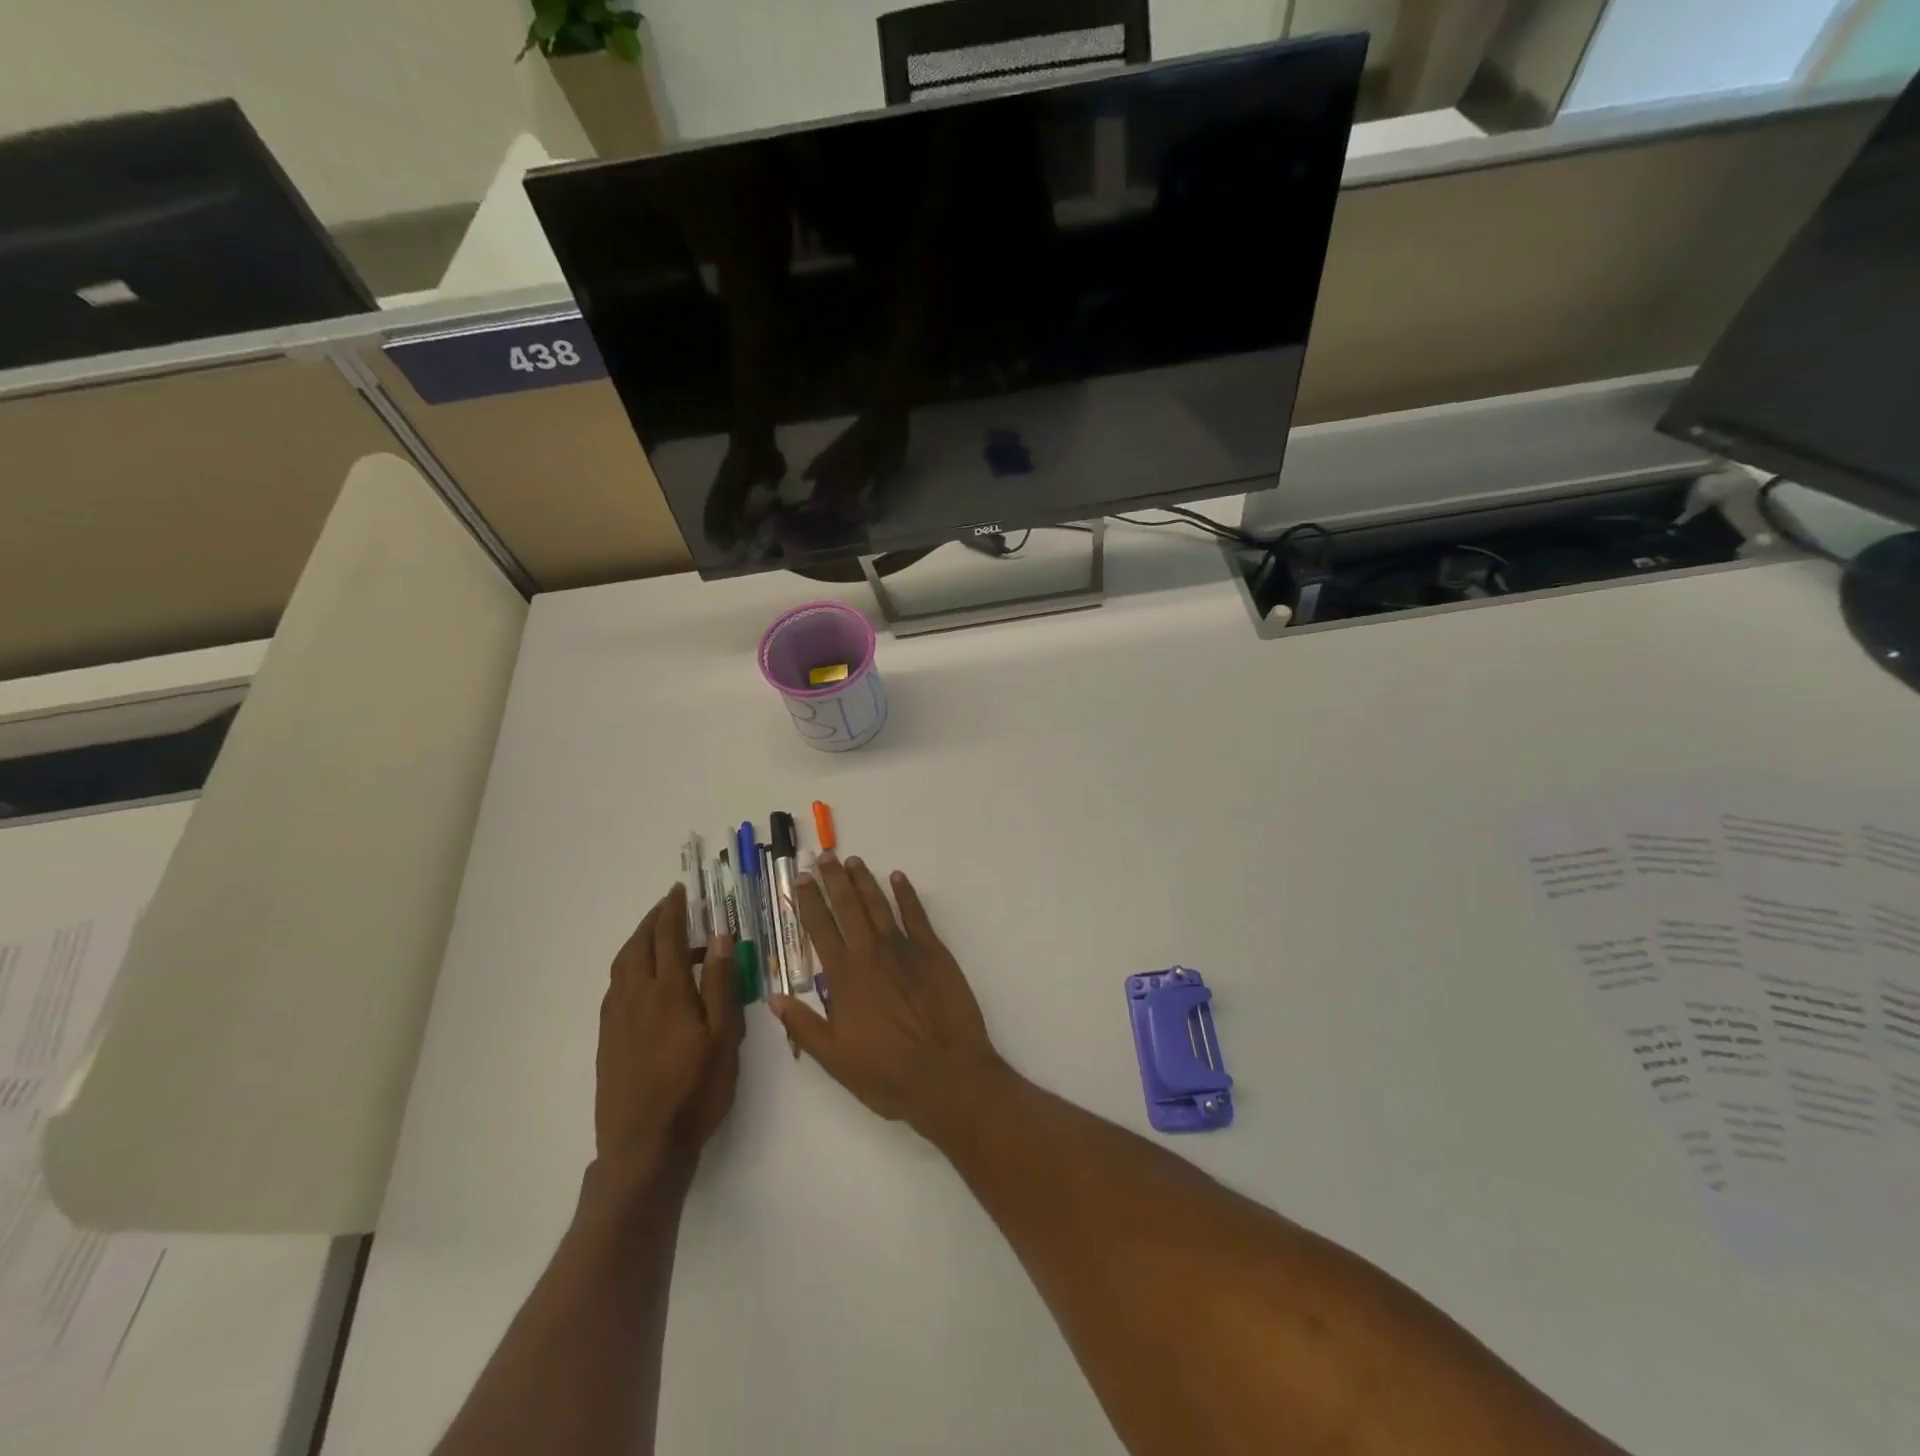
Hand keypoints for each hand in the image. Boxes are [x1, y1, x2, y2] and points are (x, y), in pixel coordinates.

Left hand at [595, 884, 744, 1184]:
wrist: (643, 1147)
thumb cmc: (695, 1090)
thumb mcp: (723, 1037)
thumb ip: (721, 984)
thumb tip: (719, 938)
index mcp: (668, 993)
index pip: (668, 938)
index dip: (673, 911)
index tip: (678, 891)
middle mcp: (635, 997)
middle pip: (638, 946)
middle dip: (652, 921)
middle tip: (668, 906)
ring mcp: (616, 1019)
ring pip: (622, 966)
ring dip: (638, 942)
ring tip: (657, 936)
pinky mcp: (607, 1040)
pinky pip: (615, 987)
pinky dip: (628, 968)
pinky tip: (642, 980)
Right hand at [772, 856, 1003, 1136]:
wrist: (946, 1074)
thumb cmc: (887, 1073)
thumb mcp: (834, 1059)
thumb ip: (803, 1025)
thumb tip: (774, 997)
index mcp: (844, 977)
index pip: (820, 928)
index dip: (808, 901)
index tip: (799, 879)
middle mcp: (871, 953)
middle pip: (848, 907)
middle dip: (833, 880)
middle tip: (824, 857)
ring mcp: (904, 948)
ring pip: (879, 904)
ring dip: (864, 881)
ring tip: (853, 861)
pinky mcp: (934, 951)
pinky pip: (916, 914)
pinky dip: (906, 894)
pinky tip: (898, 878)